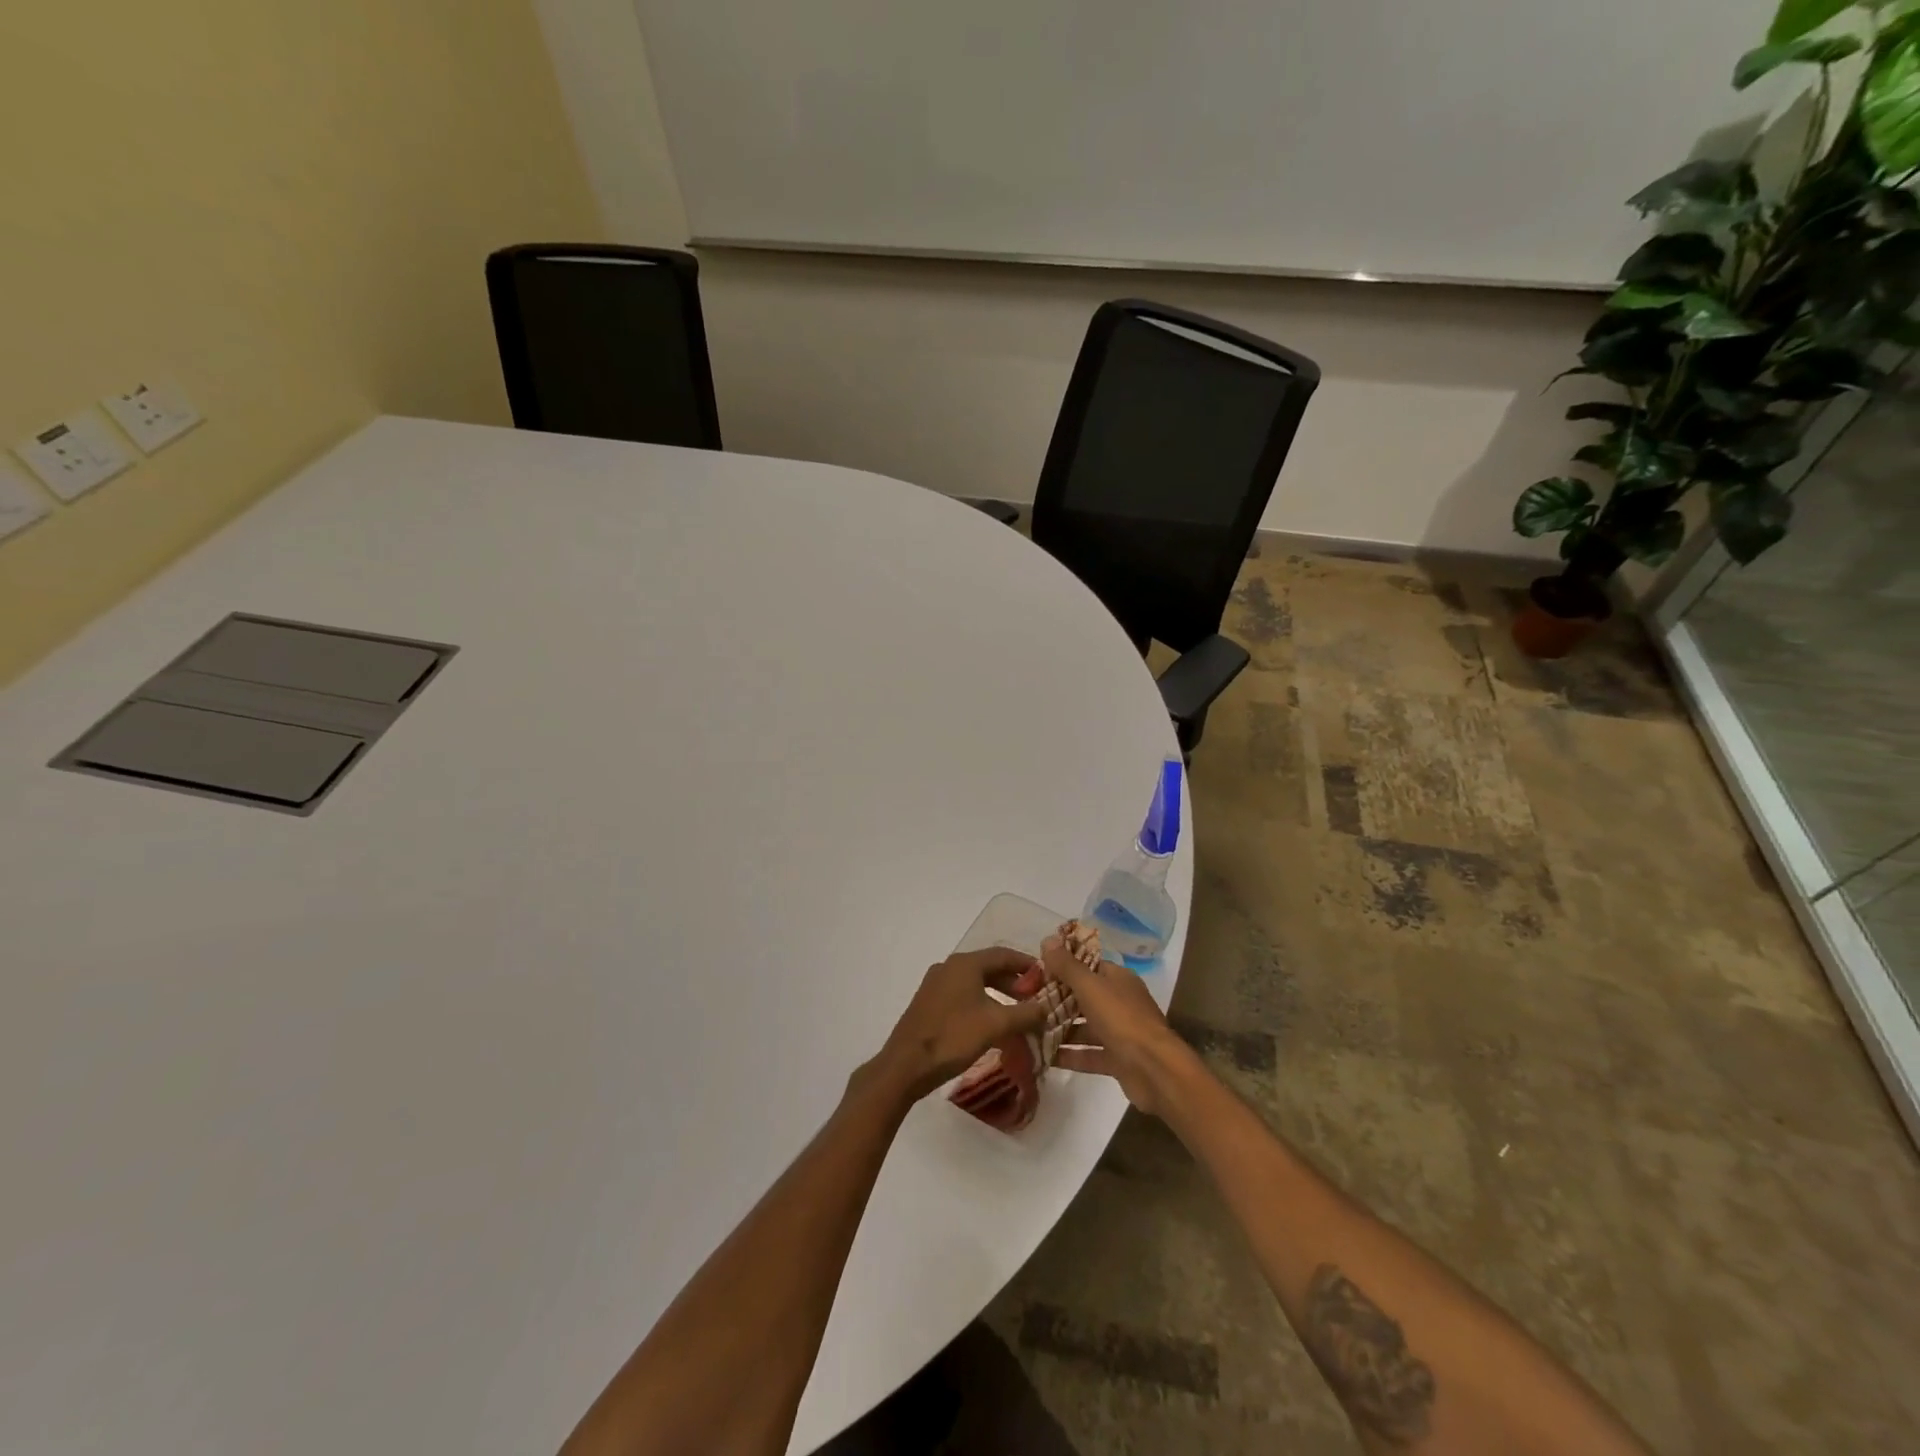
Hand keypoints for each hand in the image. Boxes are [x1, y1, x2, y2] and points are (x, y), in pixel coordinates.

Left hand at [865, 948, 1050, 1102]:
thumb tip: (1047, 1008)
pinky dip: (982, 1004)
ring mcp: (936, 985)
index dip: (1027, 964)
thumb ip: (1026, 1014)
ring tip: (1017, 1014)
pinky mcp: (929, 1004)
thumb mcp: (996, 1024)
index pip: (1003, 954)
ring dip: (998, 995)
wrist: (905, 1065)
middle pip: (989, 968)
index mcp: (964, 964)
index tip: (1046, 976)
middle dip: (1014, 982)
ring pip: (975, 983)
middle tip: (1035, 998)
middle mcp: (949, 968)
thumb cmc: (953, 1037)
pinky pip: (963, 996)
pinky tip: (991, 1025)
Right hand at [1043, 934, 1202, 1118]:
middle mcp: (1119, 1002)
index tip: (1035, 974)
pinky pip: (1087, 1054)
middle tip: (1026, 1004)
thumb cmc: (1122, 1019)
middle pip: (1083, 997)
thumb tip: (1047, 939)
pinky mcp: (1116, 1061)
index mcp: (1117, 979)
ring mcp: (1119, 1033)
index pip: (1086, 966)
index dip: (1062, 967)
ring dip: (1059, 1029)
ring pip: (1084, 1027)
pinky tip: (1043, 1056)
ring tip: (1028, 1031)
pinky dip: (1068, 1055)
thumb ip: (1067, 965)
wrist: (1155, 1071)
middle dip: (1056, 1001)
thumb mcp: (1090, 987)